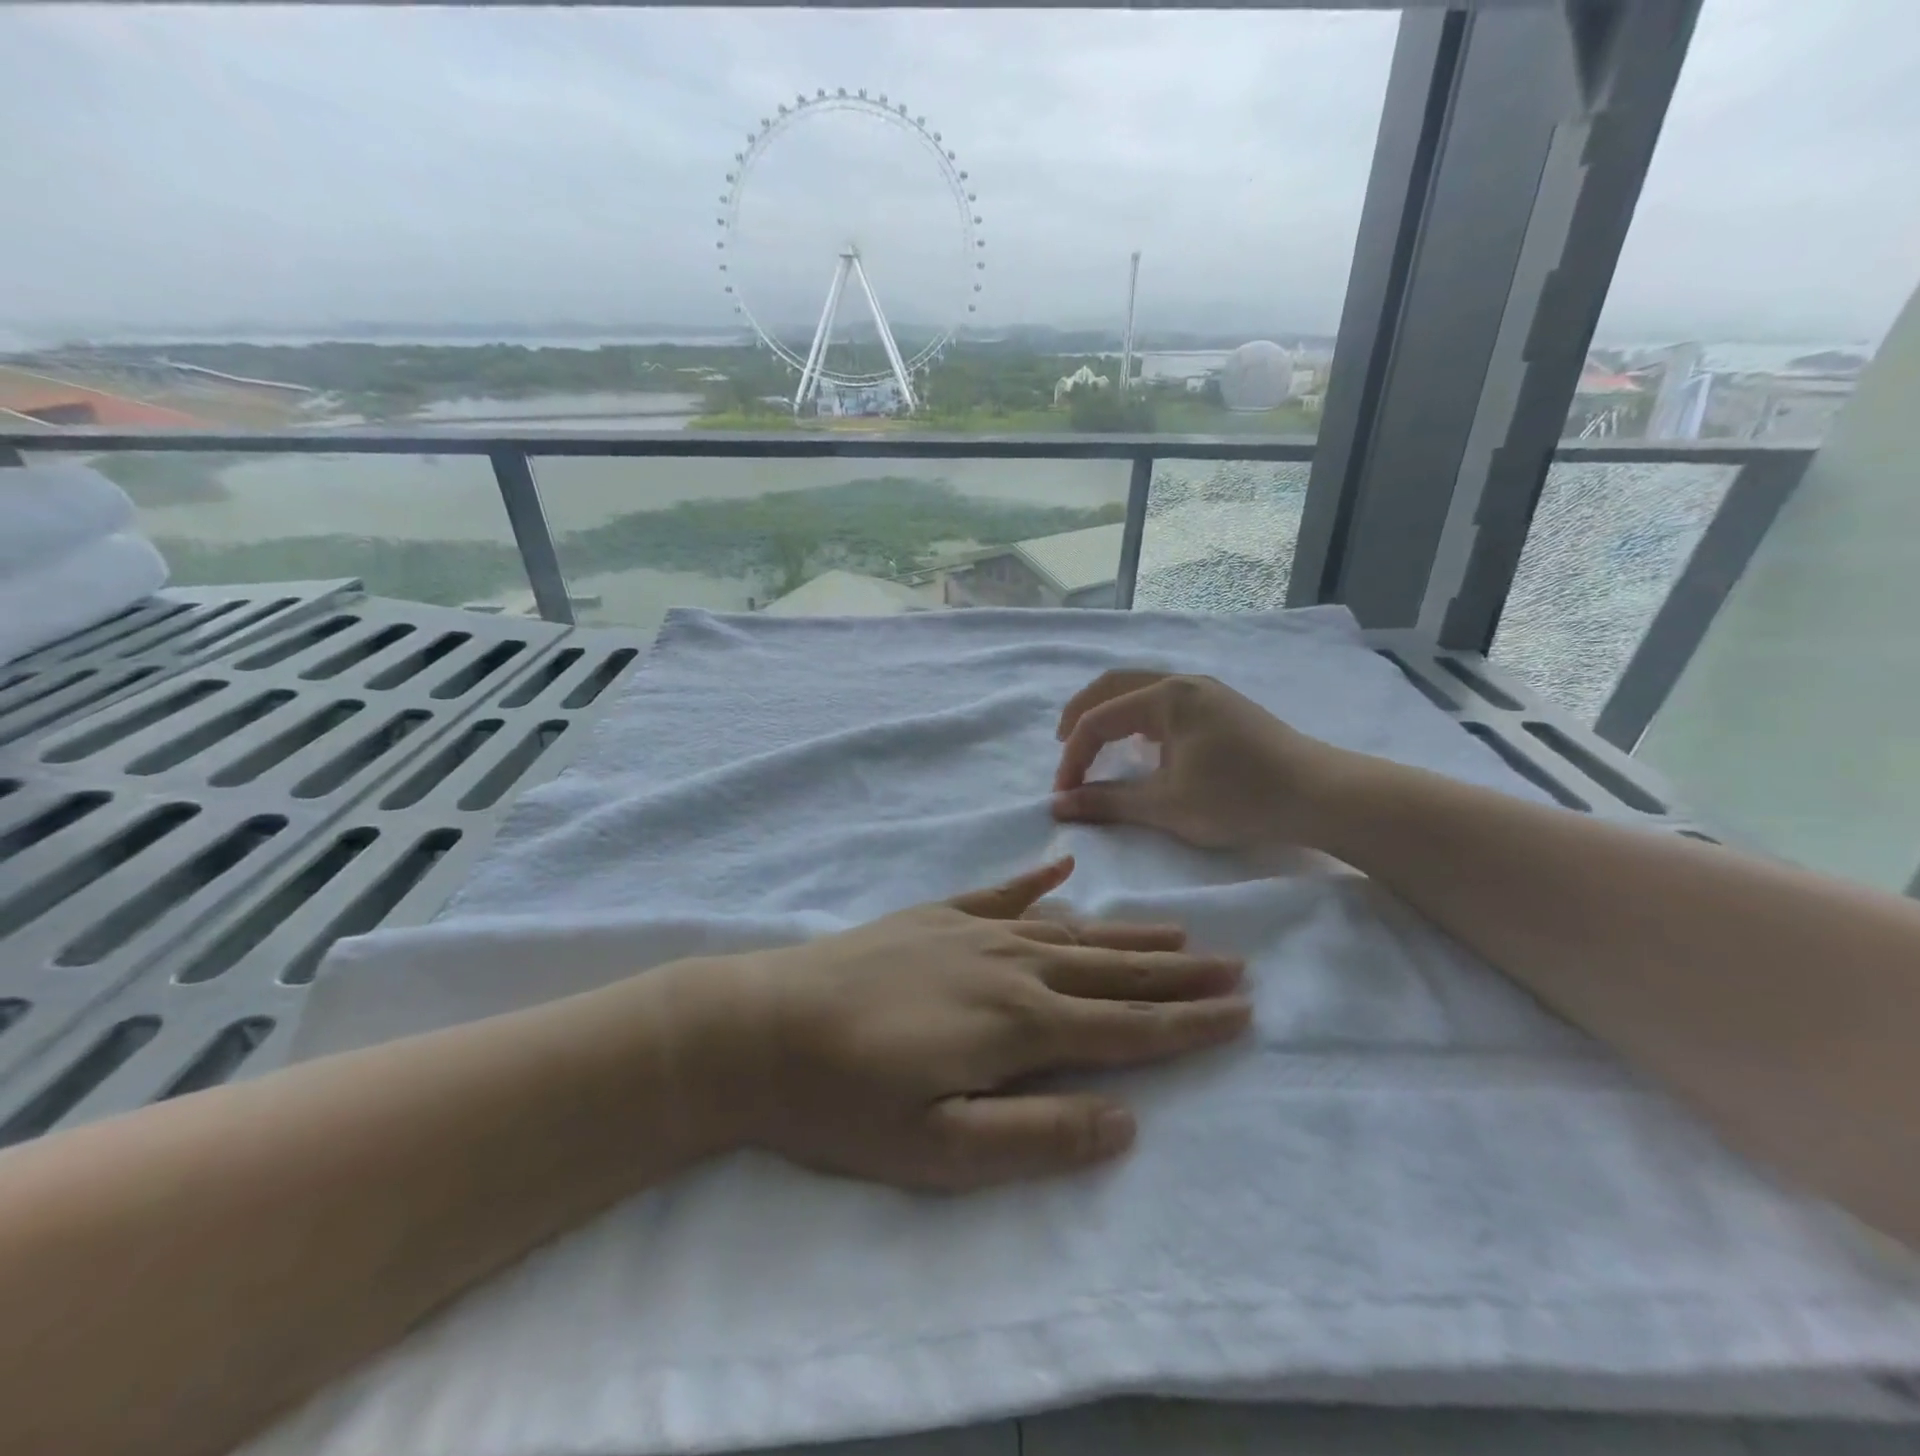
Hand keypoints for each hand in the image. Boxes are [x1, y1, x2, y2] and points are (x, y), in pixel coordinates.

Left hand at [715, 857, 1248, 1191]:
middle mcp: (1009, 967)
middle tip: (1233, 965)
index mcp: (1018, 1026)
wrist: (761, 1028)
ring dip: (1125, 932)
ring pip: (1069, 930)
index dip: (1187, 1025)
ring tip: (1176, 928)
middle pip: (1110, 971)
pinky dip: (1035, 880)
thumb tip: (1125, 1121)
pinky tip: (1061, 866)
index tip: (1242, 1012)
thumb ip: (1035, 1135)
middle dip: (1176, 973)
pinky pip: (1000, 893)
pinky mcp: (934, 916)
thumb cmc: (846, 1102)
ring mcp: (970, 933)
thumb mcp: (938, 1150)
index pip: (1125, 1028)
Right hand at [1052, 670, 1345, 851]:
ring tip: (1095, 742)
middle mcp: (1183, 682)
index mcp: (1166, 696)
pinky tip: (1141, 743)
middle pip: (1113, 685)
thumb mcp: (1165, 805)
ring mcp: (1206, 691)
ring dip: (1110, 712)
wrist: (1319, 795)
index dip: (1073, 756)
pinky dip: (1137, 716)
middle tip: (1062, 745)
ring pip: (1140, 688)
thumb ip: (1107, 802)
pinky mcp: (1222, 707)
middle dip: (1081, 714)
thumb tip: (1058, 806)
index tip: (1064, 794)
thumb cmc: (1238, 797)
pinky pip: (1163, 700)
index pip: (1099, 719)